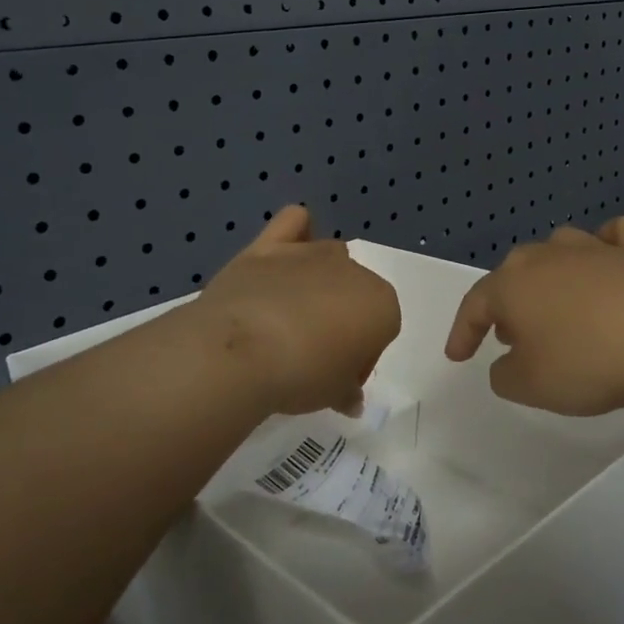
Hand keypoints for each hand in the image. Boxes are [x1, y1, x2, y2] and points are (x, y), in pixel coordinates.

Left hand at [185, 206, 400, 418]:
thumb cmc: (303, 376)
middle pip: (356, 295)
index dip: (359, 358)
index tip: (337, 378)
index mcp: (382, 304)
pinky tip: (285, 253)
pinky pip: (294, 223)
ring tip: (292, 318)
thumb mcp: (333, 396)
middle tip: (312, 357)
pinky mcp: (270, 246)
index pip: (381, 331)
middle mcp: (354, 271)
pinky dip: (296, 232)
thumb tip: (351, 400)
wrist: (241, 351)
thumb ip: (348, 393)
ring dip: (320, 283)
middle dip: (342, 321)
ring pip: (330, 260)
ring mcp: (312, 254)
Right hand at [444, 216, 623, 415]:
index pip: (475, 305)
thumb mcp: (530, 385)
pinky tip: (609, 259)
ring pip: (558, 251)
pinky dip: (607, 246)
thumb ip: (505, 375)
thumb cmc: (587, 360)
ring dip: (548, 278)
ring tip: (554, 307)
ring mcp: (593, 248)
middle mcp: (547, 256)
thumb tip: (509, 361)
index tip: (458, 356)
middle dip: (507, 305)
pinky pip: (614, 237)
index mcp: (513, 284)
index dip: (463, 332)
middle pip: (515, 274)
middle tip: (509, 336)